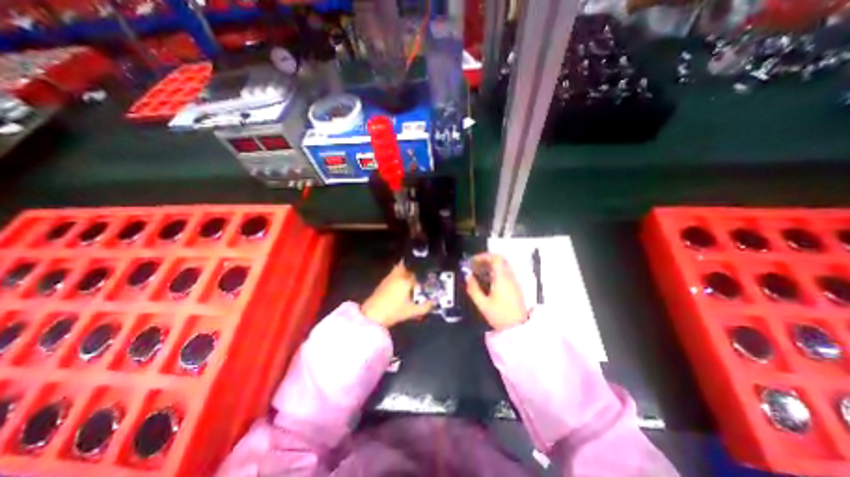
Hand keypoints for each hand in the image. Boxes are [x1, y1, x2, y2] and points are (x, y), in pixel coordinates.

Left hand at [362, 265, 434, 328]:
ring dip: (405, 272)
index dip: (422, 280)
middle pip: (408, 267)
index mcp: (406, 280)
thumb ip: (425, 307)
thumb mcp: (412, 311)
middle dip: (413, 272)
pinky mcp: (382, 282)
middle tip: (417, 279)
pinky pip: (393, 274)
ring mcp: (389, 277)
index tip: (424, 286)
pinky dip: (397, 277)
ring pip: (399, 269)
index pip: (418, 275)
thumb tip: (433, 303)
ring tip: (409, 282)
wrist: (372, 315)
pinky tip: (399, 287)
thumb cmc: (394, 312)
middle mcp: (398, 275)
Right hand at [464, 254, 525, 330]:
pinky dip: (496, 271)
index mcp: (502, 278)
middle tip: (475, 265)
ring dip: (491, 265)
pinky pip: (505, 273)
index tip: (473, 261)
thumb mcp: (482, 304)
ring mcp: (514, 282)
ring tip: (479, 272)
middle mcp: (509, 277)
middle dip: (486, 259)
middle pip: (499, 259)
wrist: (517, 328)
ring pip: (503, 266)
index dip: (483, 256)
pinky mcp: (515, 287)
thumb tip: (468, 277)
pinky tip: (488, 280)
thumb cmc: (500, 316)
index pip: (495, 258)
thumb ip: (473, 289)